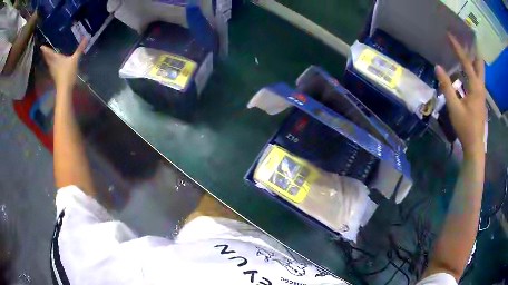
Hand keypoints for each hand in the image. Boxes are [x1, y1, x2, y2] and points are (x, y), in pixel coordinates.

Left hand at [40, 39, 86, 91]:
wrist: (64, 89)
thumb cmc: (68, 73)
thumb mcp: (75, 59)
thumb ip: (80, 49)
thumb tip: (87, 37)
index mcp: (56, 58)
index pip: (49, 52)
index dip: (45, 49)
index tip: (41, 46)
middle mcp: (52, 64)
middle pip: (47, 58)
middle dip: (45, 54)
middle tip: (42, 50)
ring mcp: (53, 71)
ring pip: (48, 63)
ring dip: (46, 59)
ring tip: (45, 55)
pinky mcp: (54, 76)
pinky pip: (50, 67)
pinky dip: (50, 64)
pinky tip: (51, 64)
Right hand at [435, 33, 485, 157]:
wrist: (474, 145)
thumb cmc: (465, 127)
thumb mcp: (454, 107)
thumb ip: (446, 86)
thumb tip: (438, 67)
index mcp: (475, 87)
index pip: (466, 62)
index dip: (457, 48)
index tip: (450, 35)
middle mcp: (481, 86)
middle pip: (480, 63)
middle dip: (473, 50)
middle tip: (465, 40)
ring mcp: (482, 93)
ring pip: (480, 71)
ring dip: (473, 59)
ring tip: (465, 50)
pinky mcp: (480, 98)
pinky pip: (478, 78)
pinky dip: (473, 69)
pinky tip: (466, 70)